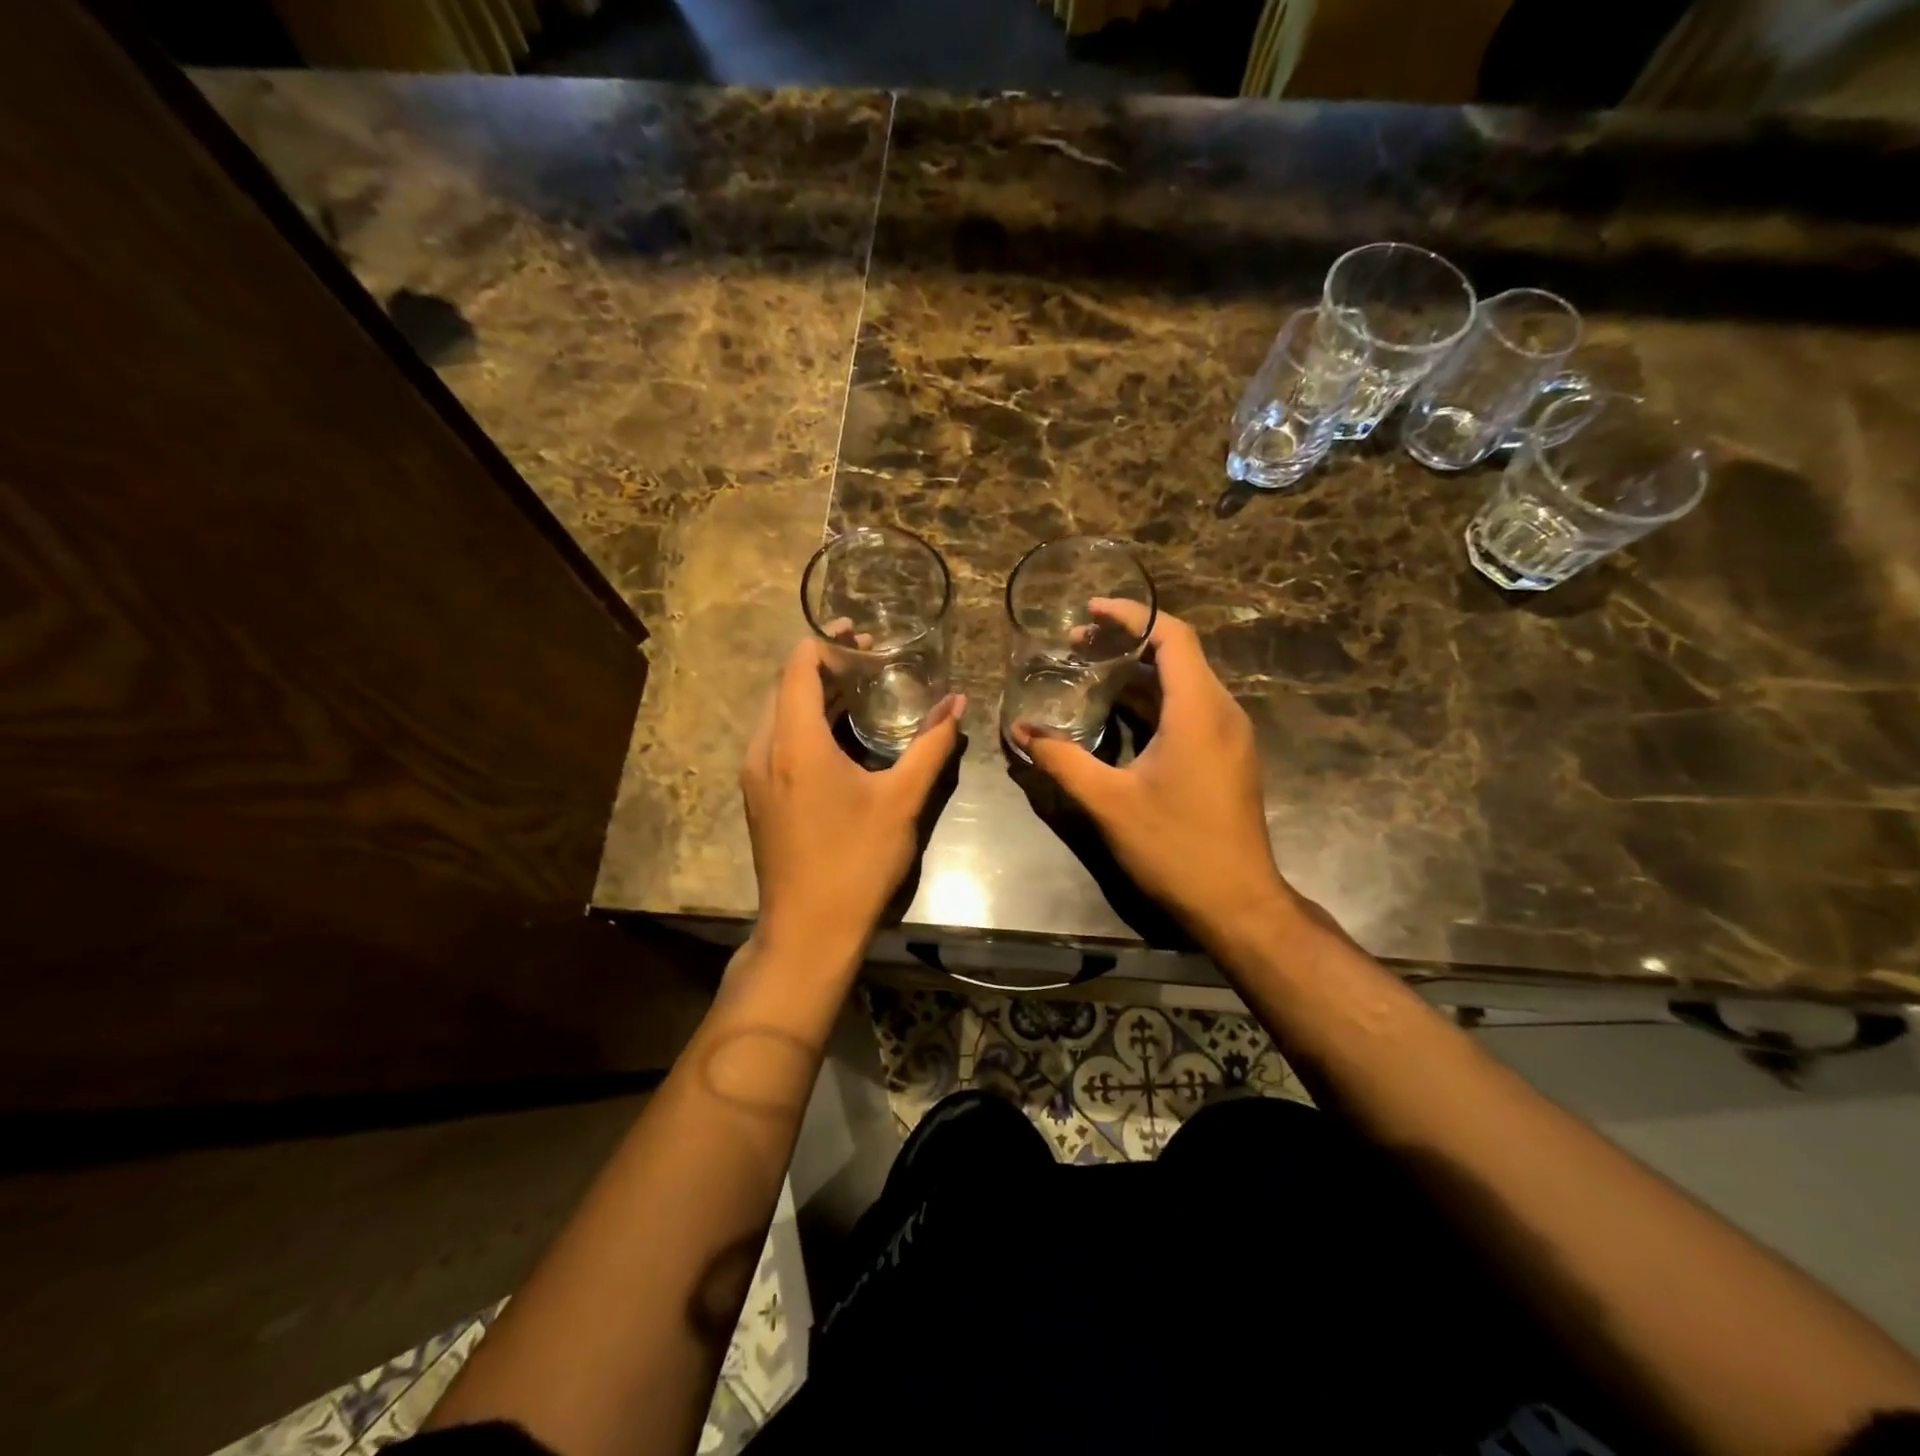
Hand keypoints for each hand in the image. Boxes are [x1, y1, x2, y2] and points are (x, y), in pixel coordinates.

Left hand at [742, 638, 964, 957]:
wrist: (809, 931)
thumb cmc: (856, 861)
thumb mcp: (902, 800)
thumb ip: (931, 746)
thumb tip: (957, 704)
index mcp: (794, 743)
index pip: (798, 666)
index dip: (828, 642)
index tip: (864, 634)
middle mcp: (764, 750)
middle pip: (785, 686)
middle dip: (825, 665)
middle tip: (871, 657)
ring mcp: (756, 776)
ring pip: (779, 714)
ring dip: (815, 695)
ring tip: (861, 688)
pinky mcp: (759, 797)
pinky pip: (778, 741)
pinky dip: (806, 723)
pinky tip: (842, 734)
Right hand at [1011, 602, 1292, 944]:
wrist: (1237, 903)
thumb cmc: (1175, 847)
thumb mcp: (1108, 802)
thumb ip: (1062, 760)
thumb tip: (1020, 732)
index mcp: (1199, 710)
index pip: (1172, 636)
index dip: (1132, 615)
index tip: (1090, 610)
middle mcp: (1221, 712)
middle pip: (1177, 655)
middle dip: (1126, 643)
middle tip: (1075, 646)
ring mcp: (1228, 736)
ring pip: (1183, 684)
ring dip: (1137, 674)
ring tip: (1087, 673)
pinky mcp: (1226, 757)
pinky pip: (1189, 710)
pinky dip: (1152, 701)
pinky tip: (1116, 715)